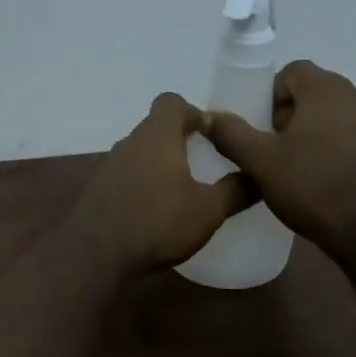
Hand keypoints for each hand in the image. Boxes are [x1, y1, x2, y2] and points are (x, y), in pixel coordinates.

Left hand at [71, 94, 254, 274]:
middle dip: (179, 141)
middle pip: (156, 127)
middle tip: (203, 165)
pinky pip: (126, 176)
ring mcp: (109, 166)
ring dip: (160, 165)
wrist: (96, 254)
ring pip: (140, 153)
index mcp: (157, 135)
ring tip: (181, 191)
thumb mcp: (209, 210)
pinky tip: (155, 212)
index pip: (172, 102)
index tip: (211, 135)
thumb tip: (259, 176)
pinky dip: (142, 185)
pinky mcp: (98, 191)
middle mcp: (130, 142)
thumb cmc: (158, 222)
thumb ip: (236, 190)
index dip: (193, 112)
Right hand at [204, 61, 355, 249]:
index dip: (271, 96)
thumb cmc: (314, 186)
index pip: (292, 71)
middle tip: (274, 151)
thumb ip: (233, 135)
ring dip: (314, 135)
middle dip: (290, 117)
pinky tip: (324, 182)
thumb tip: (209, 116)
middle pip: (314, 94)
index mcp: (325, 89)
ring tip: (297, 169)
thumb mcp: (262, 163)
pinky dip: (336, 151)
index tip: (261, 128)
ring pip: (335, 117)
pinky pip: (354, 138)